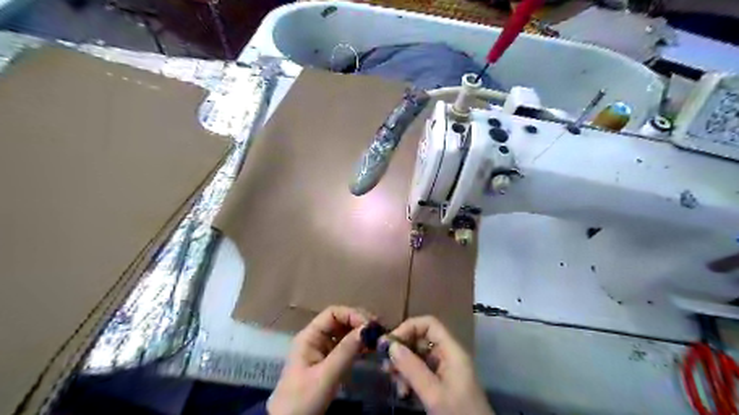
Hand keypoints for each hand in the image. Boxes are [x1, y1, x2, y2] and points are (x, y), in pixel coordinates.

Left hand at [268, 304, 368, 413]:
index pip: (333, 313)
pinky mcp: (329, 362)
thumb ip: (346, 351)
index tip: (370, 326)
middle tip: (378, 331)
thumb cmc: (303, 399)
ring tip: (377, 339)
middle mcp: (316, 338)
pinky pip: (346, 347)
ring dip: (360, 334)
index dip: (352, 315)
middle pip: (340, 321)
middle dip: (359, 323)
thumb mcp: (326, 375)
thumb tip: (367, 329)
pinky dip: (358, 346)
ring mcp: (322, 350)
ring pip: (344, 333)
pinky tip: (370, 349)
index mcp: (309, 336)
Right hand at [385, 316, 492, 412]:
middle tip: (385, 364)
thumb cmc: (458, 413)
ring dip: (402, 366)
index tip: (390, 343)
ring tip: (392, 380)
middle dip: (402, 350)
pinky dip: (408, 378)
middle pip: (421, 340)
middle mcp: (447, 356)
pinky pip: (420, 372)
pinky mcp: (440, 384)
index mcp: (452, 351)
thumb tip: (391, 346)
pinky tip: (403, 392)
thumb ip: (412, 368)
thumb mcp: (433, 393)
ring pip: (418, 356)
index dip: (409, 327)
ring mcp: (444, 370)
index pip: (429, 324)